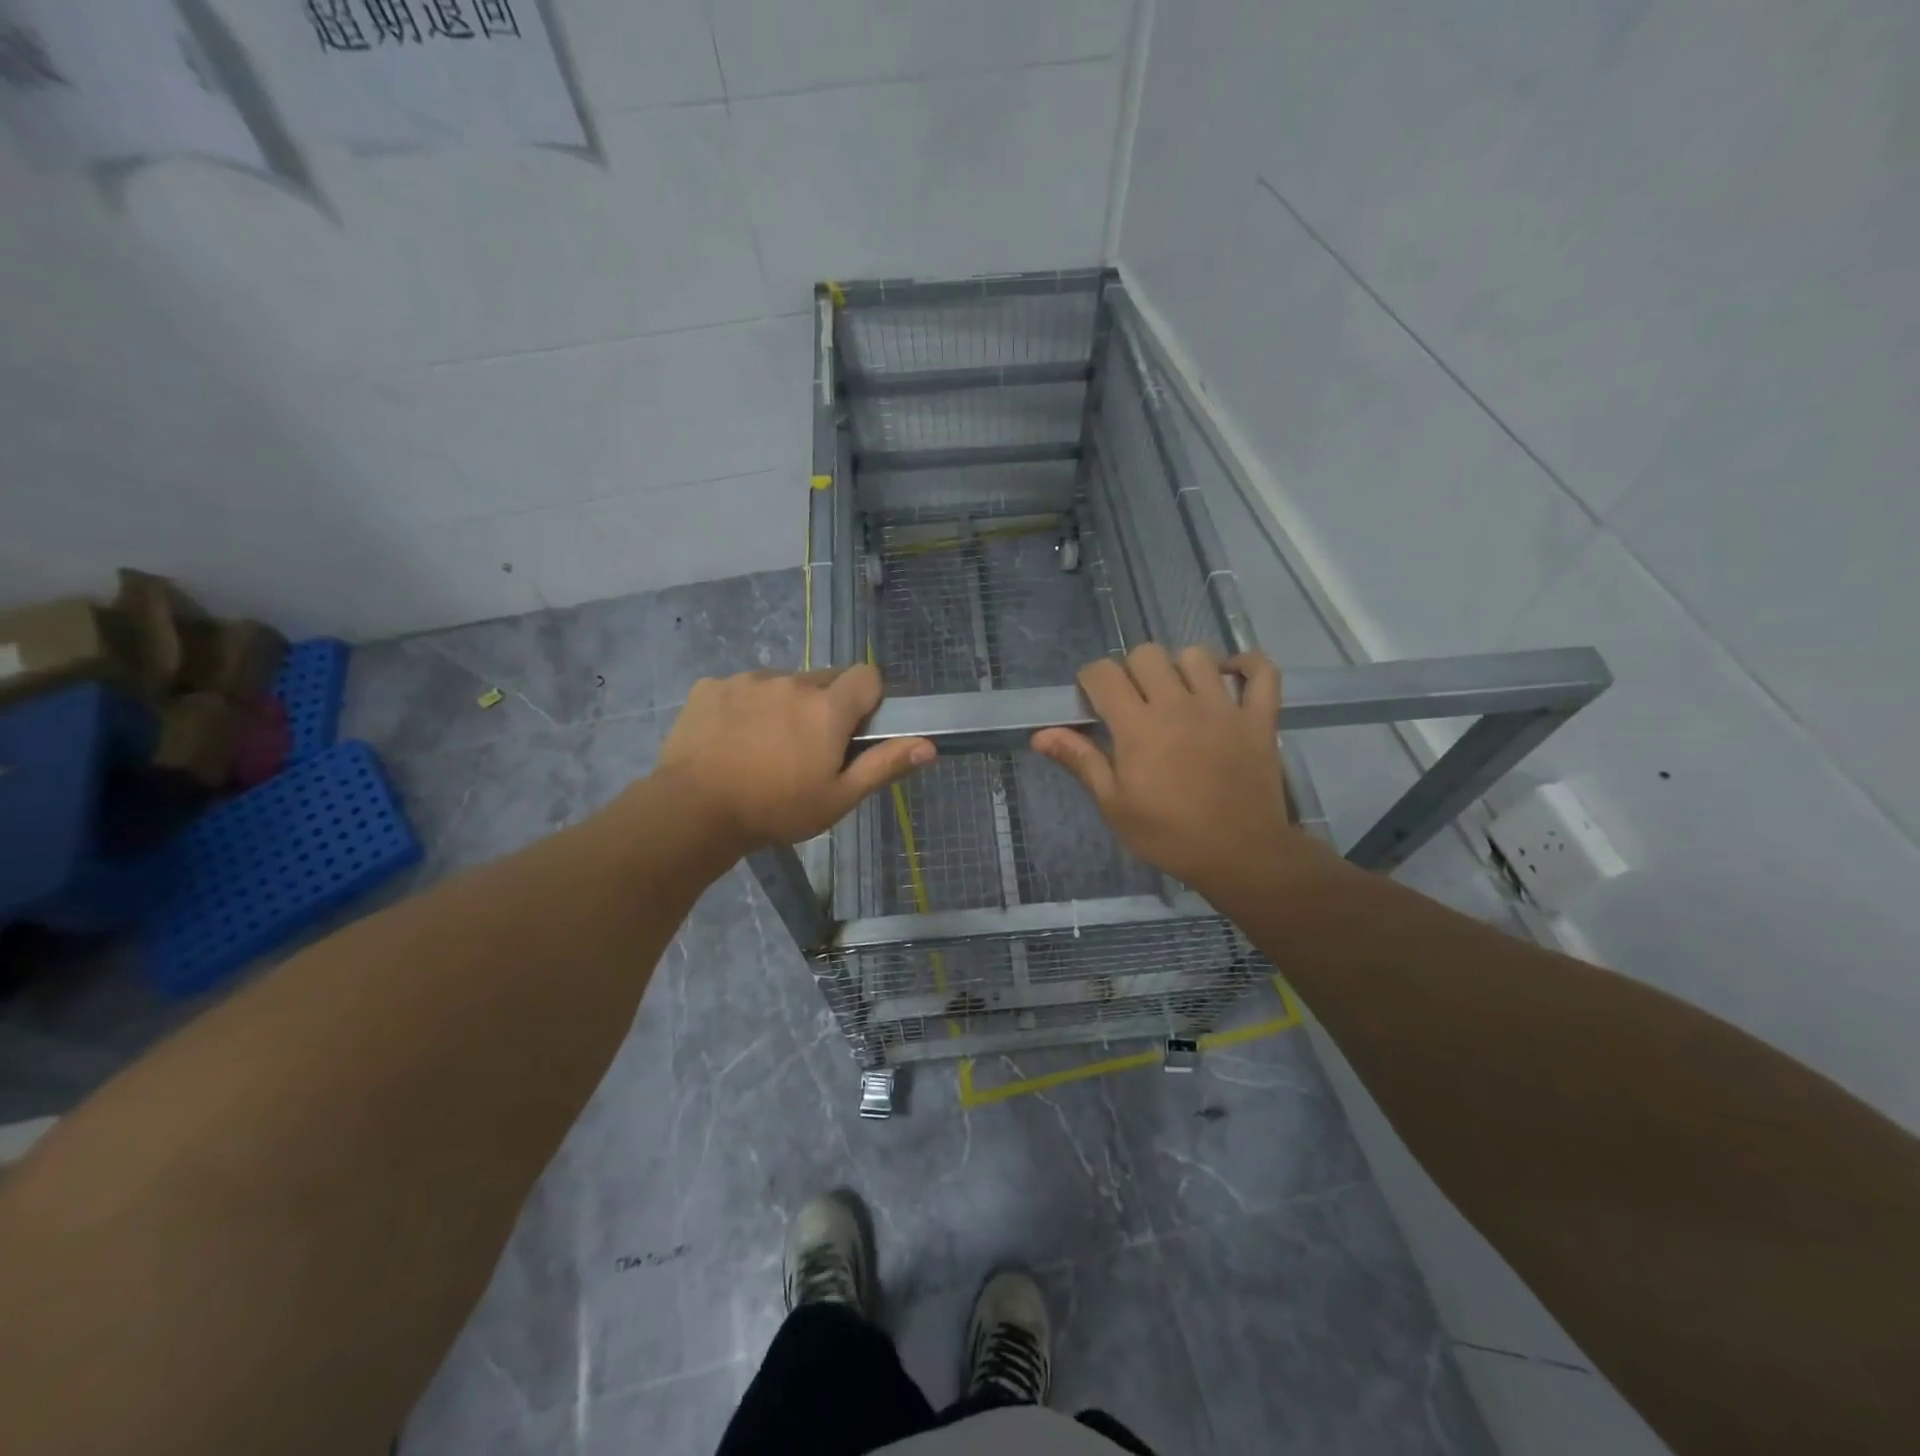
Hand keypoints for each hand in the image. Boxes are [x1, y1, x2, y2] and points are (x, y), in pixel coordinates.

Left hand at [653, 665, 933, 853]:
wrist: (693, 810)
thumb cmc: (776, 809)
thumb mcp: (838, 798)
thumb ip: (884, 765)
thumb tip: (929, 745)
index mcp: (827, 707)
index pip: (867, 675)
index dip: (868, 699)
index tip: (855, 730)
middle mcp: (791, 682)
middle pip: (824, 679)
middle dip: (826, 705)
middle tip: (809, 748)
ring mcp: (747, 681)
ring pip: (781, 684)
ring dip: (784, 705)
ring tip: (765, 747)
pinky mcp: (710, 687)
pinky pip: (741, 688)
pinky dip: (744, 707)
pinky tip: (731, 741)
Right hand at [1032, 645, 1315, 904]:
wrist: (1240, 856)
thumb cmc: (1168, 835)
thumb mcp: (1114, 805)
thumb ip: (1081, 761)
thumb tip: (1040, 734)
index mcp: (1137, 726)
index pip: (1103, 674)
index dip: (1090, 679)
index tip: (1091, 699)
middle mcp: (1178, 704)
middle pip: (1147, 654)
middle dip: (1131, 670)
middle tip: (1132, 701)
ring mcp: (1223, 707)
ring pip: (1197, 656)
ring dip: (1180, 667)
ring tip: (1177, 694)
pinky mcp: (1259, 717)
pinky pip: (1262, 671)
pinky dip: (1249, 665)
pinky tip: (1231, 676)